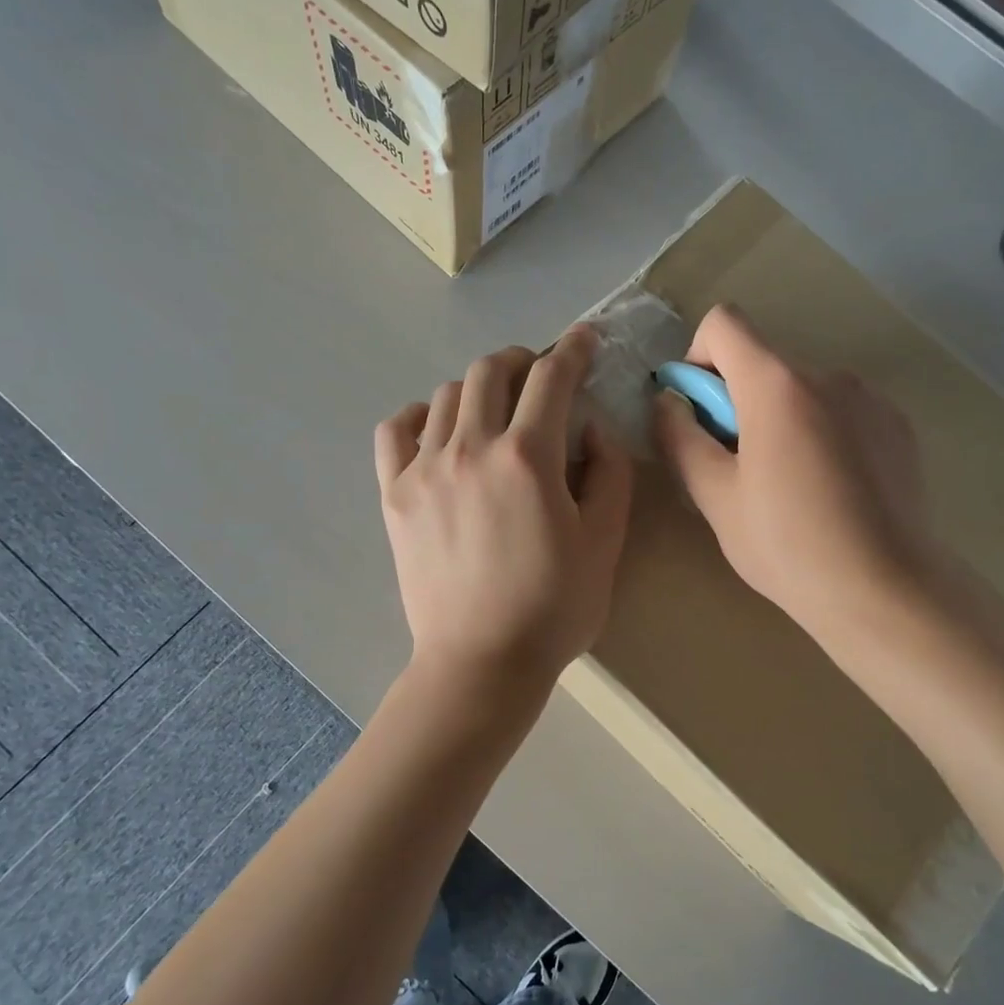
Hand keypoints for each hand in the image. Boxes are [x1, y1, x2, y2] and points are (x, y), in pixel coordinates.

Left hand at [375, 327, 632, 690]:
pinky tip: (439, 431)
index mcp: (528, 458)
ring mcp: (424, 469)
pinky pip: (396, 430)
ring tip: (497, 412)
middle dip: (524, 360)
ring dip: (480, 388)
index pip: (552, 377)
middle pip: (491, 370)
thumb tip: (591, 426)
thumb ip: (608, 472)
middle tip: (541, 378)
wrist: (482, 662)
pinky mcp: (395, 495)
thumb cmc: (554, 608)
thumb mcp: (605, 542)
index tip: (584, 341)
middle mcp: (471, 448)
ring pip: (448, 394)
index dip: (573, 350)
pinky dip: (420, 416)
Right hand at [653, 305, 942, 650]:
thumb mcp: (714, 497)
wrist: (884, 589)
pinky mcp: (898, 426)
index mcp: (777, 384)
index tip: (701, 414)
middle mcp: (829, 375)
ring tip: (788, 486)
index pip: (724, 324)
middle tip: (739, 469)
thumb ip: (680, 438)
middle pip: (764, 363)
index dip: (698, 359)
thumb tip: (669, 402)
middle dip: (739, 401)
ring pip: (803, 391)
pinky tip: (831, 491)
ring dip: (782, 419)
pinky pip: (842, 412)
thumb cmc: (786, 544)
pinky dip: (822, 433)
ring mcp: (871, 399)